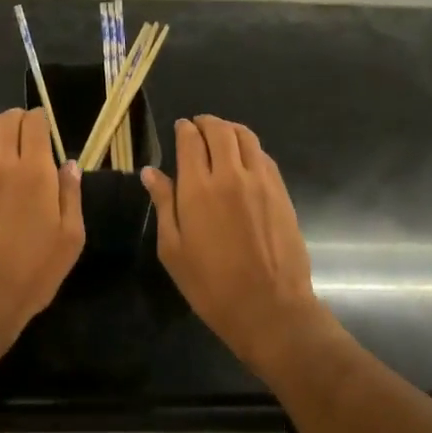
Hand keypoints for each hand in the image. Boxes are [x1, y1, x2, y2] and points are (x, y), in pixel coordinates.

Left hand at [0, 109, 84, 366]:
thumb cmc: (31, 274)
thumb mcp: (70, 239)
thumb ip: (70, 195)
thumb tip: (69, 164)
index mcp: (34, 171)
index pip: (34, 123)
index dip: (41, 120)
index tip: (45, 130)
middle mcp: (0, 162)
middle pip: (6, 120)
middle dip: (19, 119)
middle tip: (26, 133)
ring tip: (2, 136)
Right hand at [142, 117, 332, 375]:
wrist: (270, 309)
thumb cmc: (211, 285)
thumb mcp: (173, 250)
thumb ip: (163, 205)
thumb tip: (150, 172)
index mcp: (198, 188)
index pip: (190, 140)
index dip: (184, 129)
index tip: (180, 129)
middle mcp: (230, 175)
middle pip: (220, 130)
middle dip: (206, 123)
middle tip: (198, 128)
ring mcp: (260, 182)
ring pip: (246, 137)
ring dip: (230, 130)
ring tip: (221, 137)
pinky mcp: (281, 192)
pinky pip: (264, 156)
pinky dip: (250, 148)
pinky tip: (244, 159)